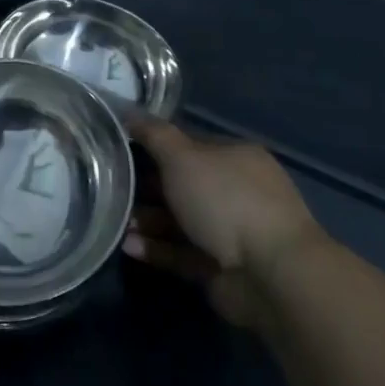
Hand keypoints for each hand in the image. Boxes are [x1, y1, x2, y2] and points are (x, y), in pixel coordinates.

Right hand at [123, 118, 325, 327]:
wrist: (271, 274)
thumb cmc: (225, 200)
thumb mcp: (182, 156)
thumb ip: (153, 134)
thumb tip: (128, 111)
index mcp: (236, 157)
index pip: (190, 145)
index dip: (155, 146)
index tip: (121, 151)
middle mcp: (237, 191)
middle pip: (183, 185)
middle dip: (147, 189)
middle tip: (113, 190)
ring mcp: (233, 232)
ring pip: (181, 221)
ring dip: (148, 221)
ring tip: (117, 223)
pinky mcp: (223, 268)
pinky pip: (183, 253)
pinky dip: (158, 249)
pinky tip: (128, 246)